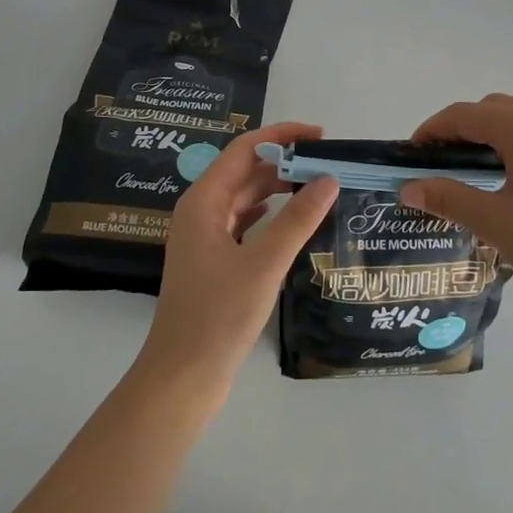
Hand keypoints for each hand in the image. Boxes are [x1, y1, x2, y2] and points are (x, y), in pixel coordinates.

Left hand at [138, 121, 337, 388]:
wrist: (183, 376)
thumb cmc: (219, 314)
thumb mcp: (264, 263)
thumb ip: (298, 218)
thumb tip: (329, 178)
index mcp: (204, 201)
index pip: (244, 149)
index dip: (281, 135)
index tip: (319, 135)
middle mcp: (201, 211)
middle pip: (245, 170)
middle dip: (284, 160)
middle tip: (327, 161)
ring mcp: (205, 237)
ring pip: (246, 197)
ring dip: (279, 187)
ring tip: (318, 184)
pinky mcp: (214, 260)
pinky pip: (245, 221)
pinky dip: (270, 212)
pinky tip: (292, 216)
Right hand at [403, 93, 512, 316]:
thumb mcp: (494, 222)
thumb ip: (448, 198)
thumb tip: (409, 188)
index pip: (465, 114)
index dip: (434, 129)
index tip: (414, 152)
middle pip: (494, 108)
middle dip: (463, 127)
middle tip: (444, 162)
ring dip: (496, 131)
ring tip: (481, 168)